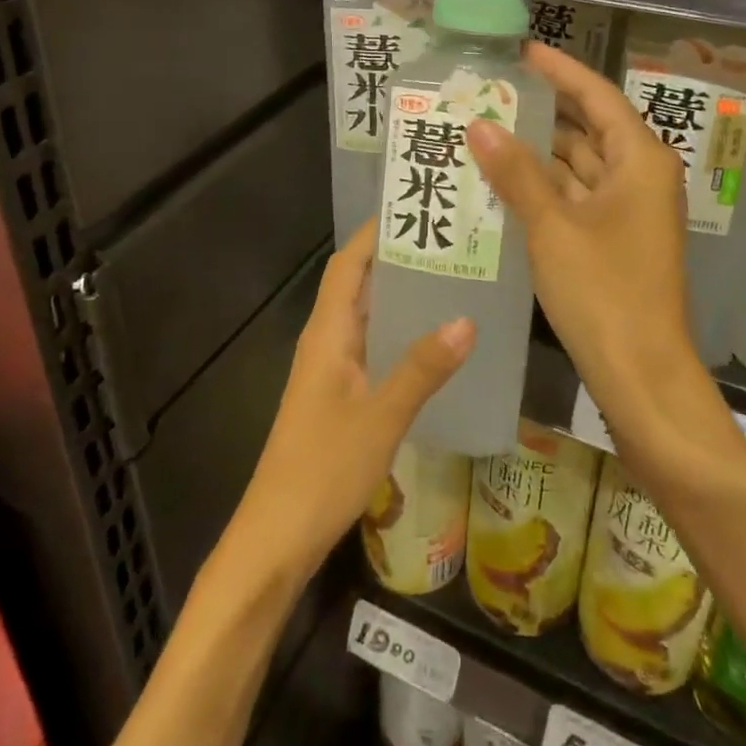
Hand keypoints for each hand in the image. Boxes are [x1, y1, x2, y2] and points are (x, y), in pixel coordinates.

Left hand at [228, 219, 473, 586]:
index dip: (374, 234)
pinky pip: (370, 348)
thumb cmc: (323, 469)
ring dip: (399, 297)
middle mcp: (325, 341)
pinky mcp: (337, 397)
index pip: (347, 264)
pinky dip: (397, 334)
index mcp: (327, 332)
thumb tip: (468, 318)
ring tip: (451, 281)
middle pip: (357, 284)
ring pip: (365, 317)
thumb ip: (422, 368)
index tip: (414, 210)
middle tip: (448, 243)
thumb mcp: (382, 416)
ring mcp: (330, 370)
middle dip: (396, 260)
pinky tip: (432, 345)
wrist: (277, 535)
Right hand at [467, 44, 718, 451]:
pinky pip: (576, 196)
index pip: (596, 96)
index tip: (521, 52)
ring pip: (579, 164)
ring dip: (538, 151)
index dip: (559, 71)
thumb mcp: (552, 227)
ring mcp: (629, 210)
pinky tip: (503, 180)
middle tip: (490, 93)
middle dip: (542, 111)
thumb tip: (479, 124)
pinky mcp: (614, 238)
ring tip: (486, 131)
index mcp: (640, 160)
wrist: (642, 374)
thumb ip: (515, 173)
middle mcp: (640, 177)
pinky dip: (544, 186)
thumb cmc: (604, 292)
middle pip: (588, 127)